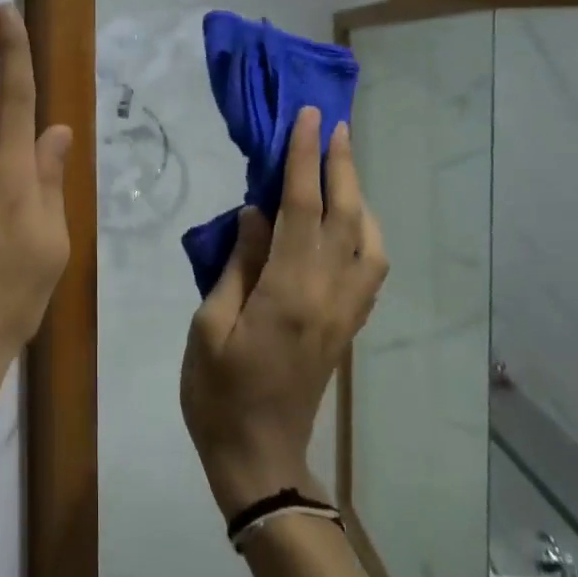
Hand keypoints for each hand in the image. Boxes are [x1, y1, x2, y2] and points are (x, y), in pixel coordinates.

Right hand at [180, 109, 388, 516]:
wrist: (258, 456)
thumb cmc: (217, 393)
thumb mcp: (209, 325)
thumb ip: (237, 266)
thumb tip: (255, 215)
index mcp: (289, 292)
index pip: (302, 209)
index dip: (305, 160)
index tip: (306, 120)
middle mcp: (328, 295)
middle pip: (345, 217)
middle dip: (341, 165)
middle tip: (334, 125)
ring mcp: (344, 313)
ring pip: (368, 242)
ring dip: (359, 198)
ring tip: (341, 168)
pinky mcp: (346, 327)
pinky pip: (368, 269)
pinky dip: (363, 233)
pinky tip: (348, 223)